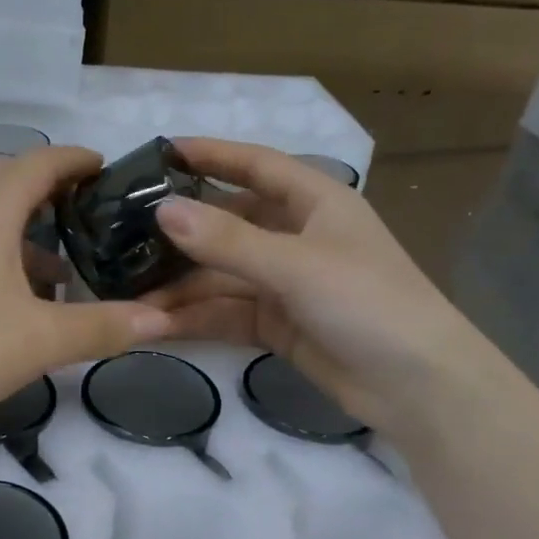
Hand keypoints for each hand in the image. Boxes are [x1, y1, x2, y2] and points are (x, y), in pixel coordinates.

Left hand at [0, 146, 171, 440]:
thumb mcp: (41, 341)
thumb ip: (103, 327)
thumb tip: (163, 319)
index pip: (37, 162)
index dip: (75, 160)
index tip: (107, 167)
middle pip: (2, 178)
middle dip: (46, 187)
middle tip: (86, 212)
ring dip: (21, 228)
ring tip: (59, 268)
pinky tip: (12, 300)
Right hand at [147, 138, 484, 433]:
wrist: (415, 385)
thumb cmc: (366, 302)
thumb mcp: (296, 264)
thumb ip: (228, 241)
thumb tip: (163, 211)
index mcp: (315, 202)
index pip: (255, 166)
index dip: (210, 156)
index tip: (158, 153)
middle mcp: (297, 237)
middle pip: (228, 225)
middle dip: (181, 236)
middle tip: (123, 239)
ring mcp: (286, 284)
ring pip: (222, 277)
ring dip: (181, 288)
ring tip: (128, 297)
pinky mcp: (278, 326)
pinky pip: (228, 314)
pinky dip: (196, 319)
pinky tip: (157, 325)